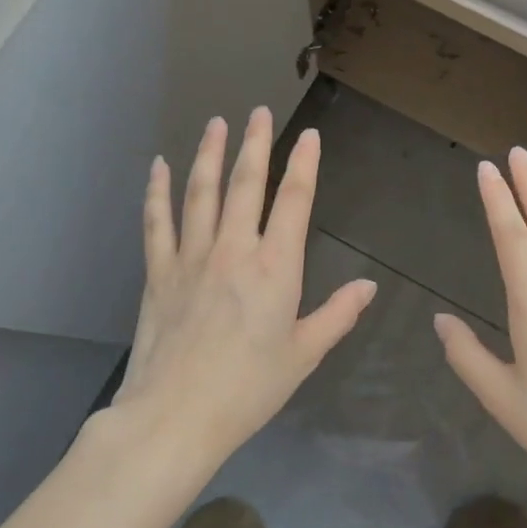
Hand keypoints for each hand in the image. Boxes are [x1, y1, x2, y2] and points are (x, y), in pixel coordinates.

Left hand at [114, 108, 376, 463]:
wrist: (176, 416)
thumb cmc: (248, 389)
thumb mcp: (304, 355)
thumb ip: (338, 315)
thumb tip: (368, 286)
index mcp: (275, 267)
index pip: (295, 201)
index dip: (304, 164)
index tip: (308, 136)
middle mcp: (234, 249)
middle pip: (247, 184)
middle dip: (256, 143)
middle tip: (259, 111)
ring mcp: (192, 256)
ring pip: (202, 192)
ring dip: (210, 154)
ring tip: (216, 123)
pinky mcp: (159, 271)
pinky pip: (157, 221)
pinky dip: (158, 191)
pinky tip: (159, 166)